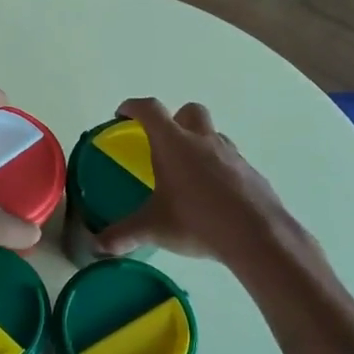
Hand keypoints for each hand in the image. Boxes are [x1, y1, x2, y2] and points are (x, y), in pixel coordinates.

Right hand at [95, 98, 305, 263]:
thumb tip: (96, 246)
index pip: (150, 110)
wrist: (257, 235)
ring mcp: (231, 154)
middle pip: (189, 111)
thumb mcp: (154, 228)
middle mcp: (203, 140)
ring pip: (213, 135)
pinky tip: (212, 196)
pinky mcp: (250, 173)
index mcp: (174, 144)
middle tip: (162, 143)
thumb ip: (123, 234)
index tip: (122, 114)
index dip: (133, 107)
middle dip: (174, 119)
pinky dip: (218, 169)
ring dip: (199, 144)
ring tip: (187, 174)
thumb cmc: (198, 220)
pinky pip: (230, 160)